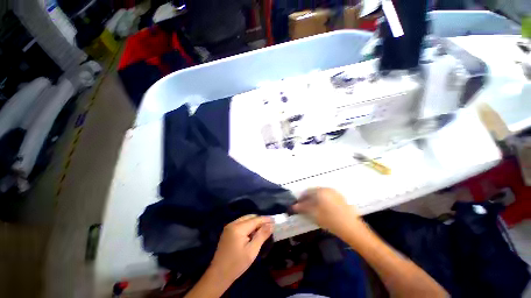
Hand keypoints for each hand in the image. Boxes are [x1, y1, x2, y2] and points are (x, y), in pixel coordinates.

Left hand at [209, 215, 272, 284]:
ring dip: (254, 222)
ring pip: (245, 219)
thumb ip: (262, 235)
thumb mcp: (252, 251)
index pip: (255, 219)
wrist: (218, 275)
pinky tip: (252, 233)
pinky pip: (241, 223)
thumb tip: (271, 224)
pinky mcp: (227, 231)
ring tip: (262, 229)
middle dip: (260, 220)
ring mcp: (229, 227)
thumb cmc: (237, 264)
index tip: (274, 220)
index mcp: (238, 228)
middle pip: (250, 217)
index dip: (265, 219)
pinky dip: (248, 225)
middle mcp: (233, 223)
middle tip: (269, 226)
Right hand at [293, 188, 360, 235]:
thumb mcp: (314, 214)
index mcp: (321, 191)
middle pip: (314, 192)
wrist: (352, 228)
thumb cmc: (330, 220)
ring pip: (321, 194)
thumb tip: (294, 206)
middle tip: (304, 207)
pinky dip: (322, 200)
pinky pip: (327, 196)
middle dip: (308, 198)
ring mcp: (335, 193)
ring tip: (312, 208)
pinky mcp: (340, 198)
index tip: (298, 204)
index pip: (307, 191)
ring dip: (315, 199)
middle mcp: (328, 189)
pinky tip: (322, 208)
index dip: (301, 198)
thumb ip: (303, 208)